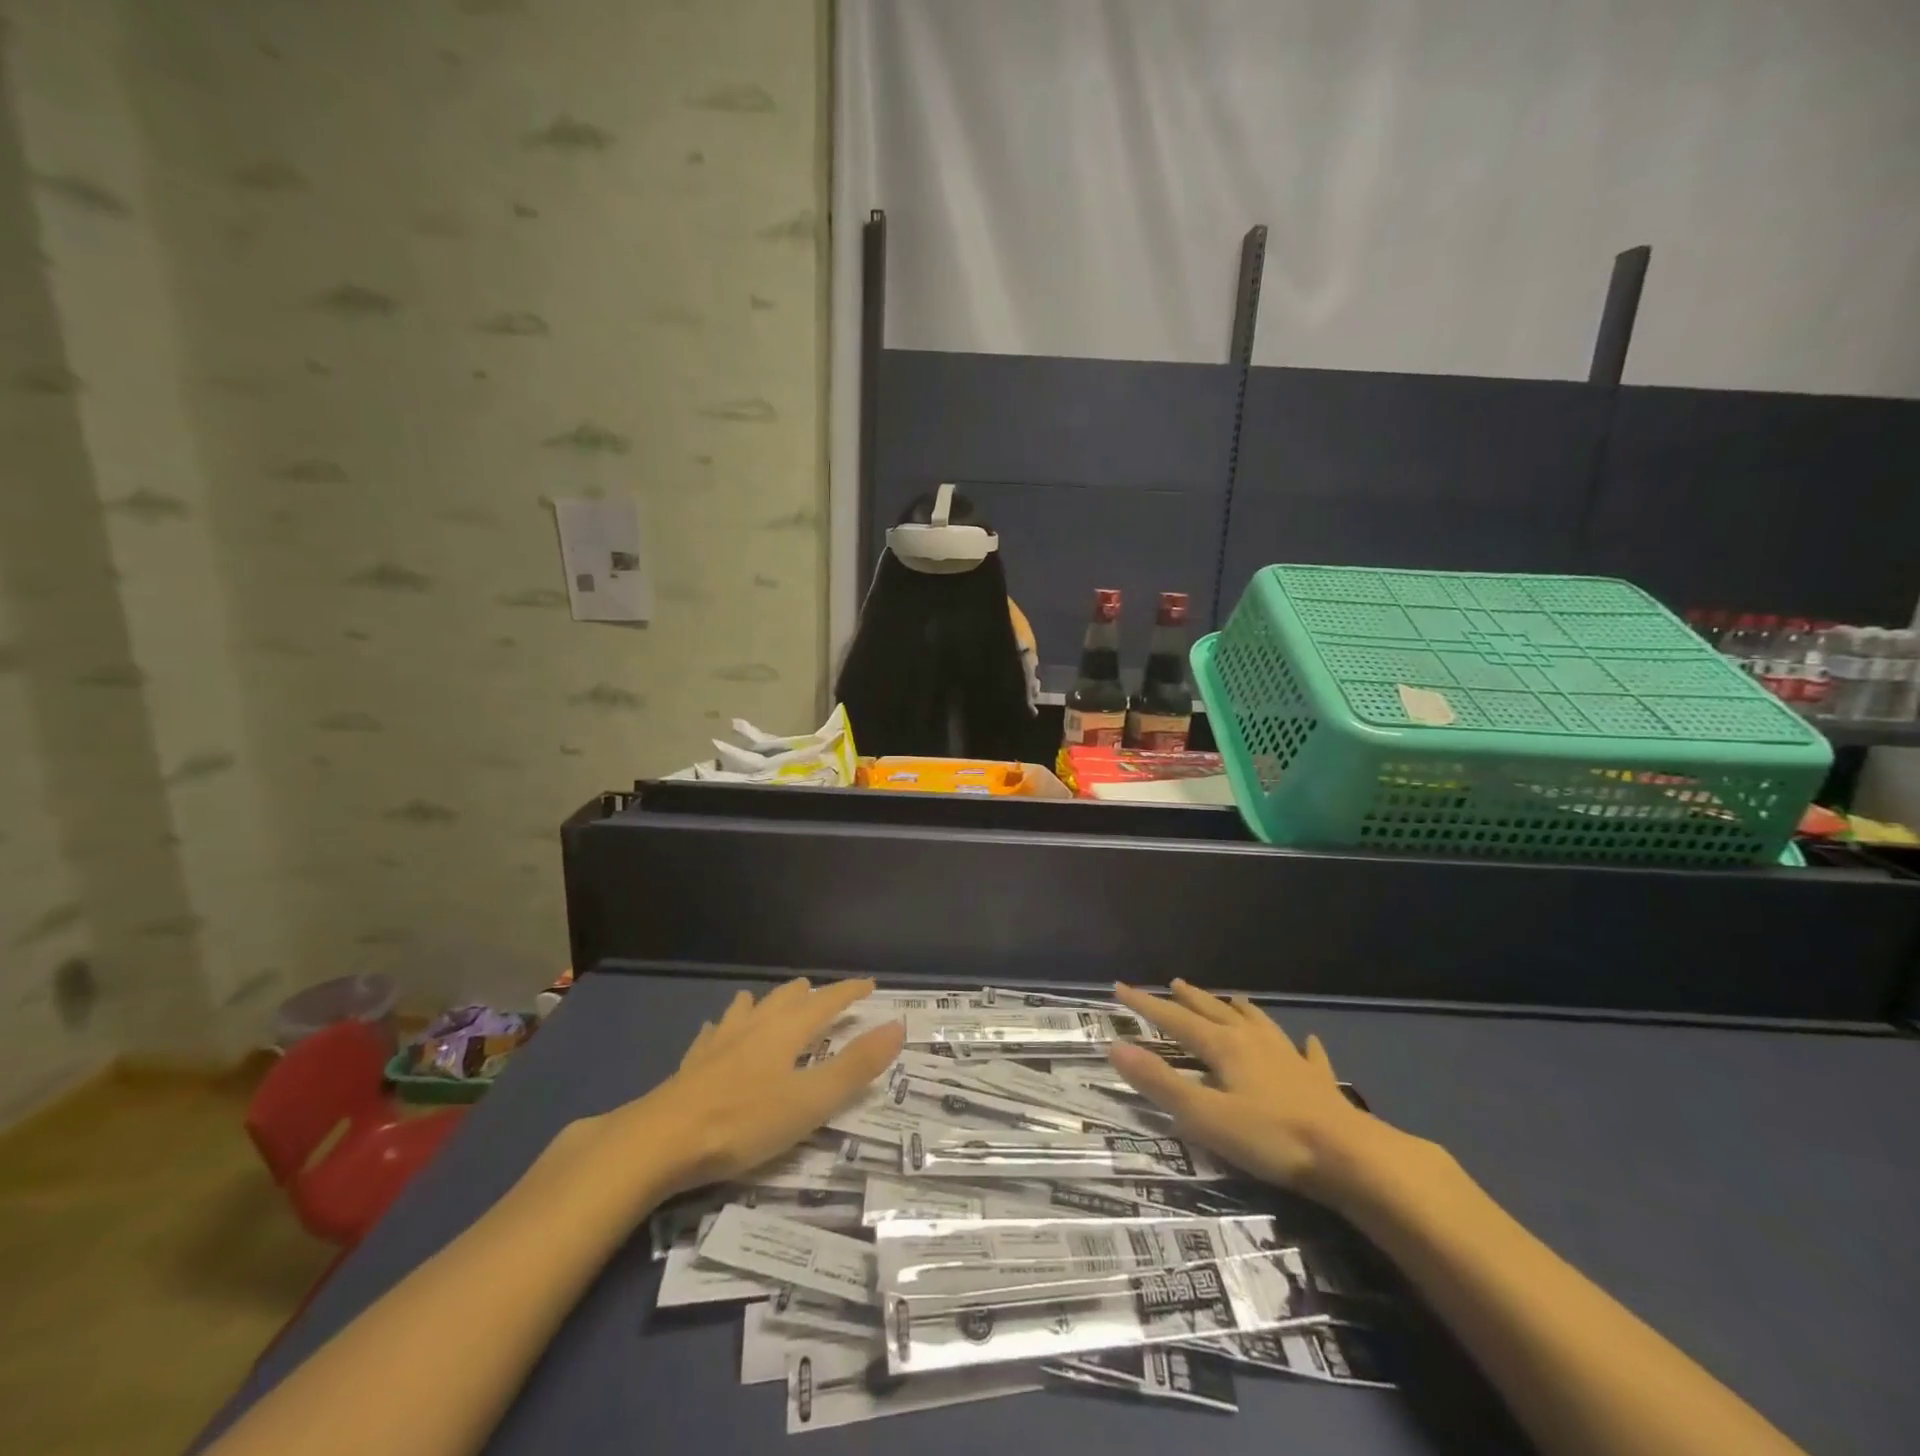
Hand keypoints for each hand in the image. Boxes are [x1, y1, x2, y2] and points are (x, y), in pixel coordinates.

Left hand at [606, 978, 903, 1199]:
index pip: (826, 1001)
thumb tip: (897, 1026)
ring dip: (766, 1002)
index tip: (868, 985)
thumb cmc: (744, 1121)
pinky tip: (717, 1031)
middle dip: (809, 994)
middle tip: (823, 993)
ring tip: (770, 1001)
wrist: (660, 1140)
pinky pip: (714, 1033)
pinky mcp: (692, 1063)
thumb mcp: (810, 1101)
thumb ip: (855, 1066)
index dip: (849, 992)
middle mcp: (755, 1027)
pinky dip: (726, 1026)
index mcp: (786, 1032)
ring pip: (748, 1009)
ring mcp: (720, 1042)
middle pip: (786, 999)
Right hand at [1109, 979, 1393, 1204]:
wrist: (1351, 1158)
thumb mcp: (1206, 1116)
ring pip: (1257, 1023)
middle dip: (1191, 999)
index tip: (1121, 988)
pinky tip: (1307, 1041)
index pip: (1176, 1020)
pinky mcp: (1317, 1082)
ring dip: (1238, 1010)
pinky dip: (1302, 1045)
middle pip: (1215, 1012)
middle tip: (1173, 984)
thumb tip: (1116, 1047)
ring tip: (1230, 999)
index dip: (1146, 1005)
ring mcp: (1289, 1059)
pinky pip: (1307, 1054)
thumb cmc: (1272, 1138)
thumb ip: (1161, 1083)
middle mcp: (1254, 1042)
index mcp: (1224, 1047)